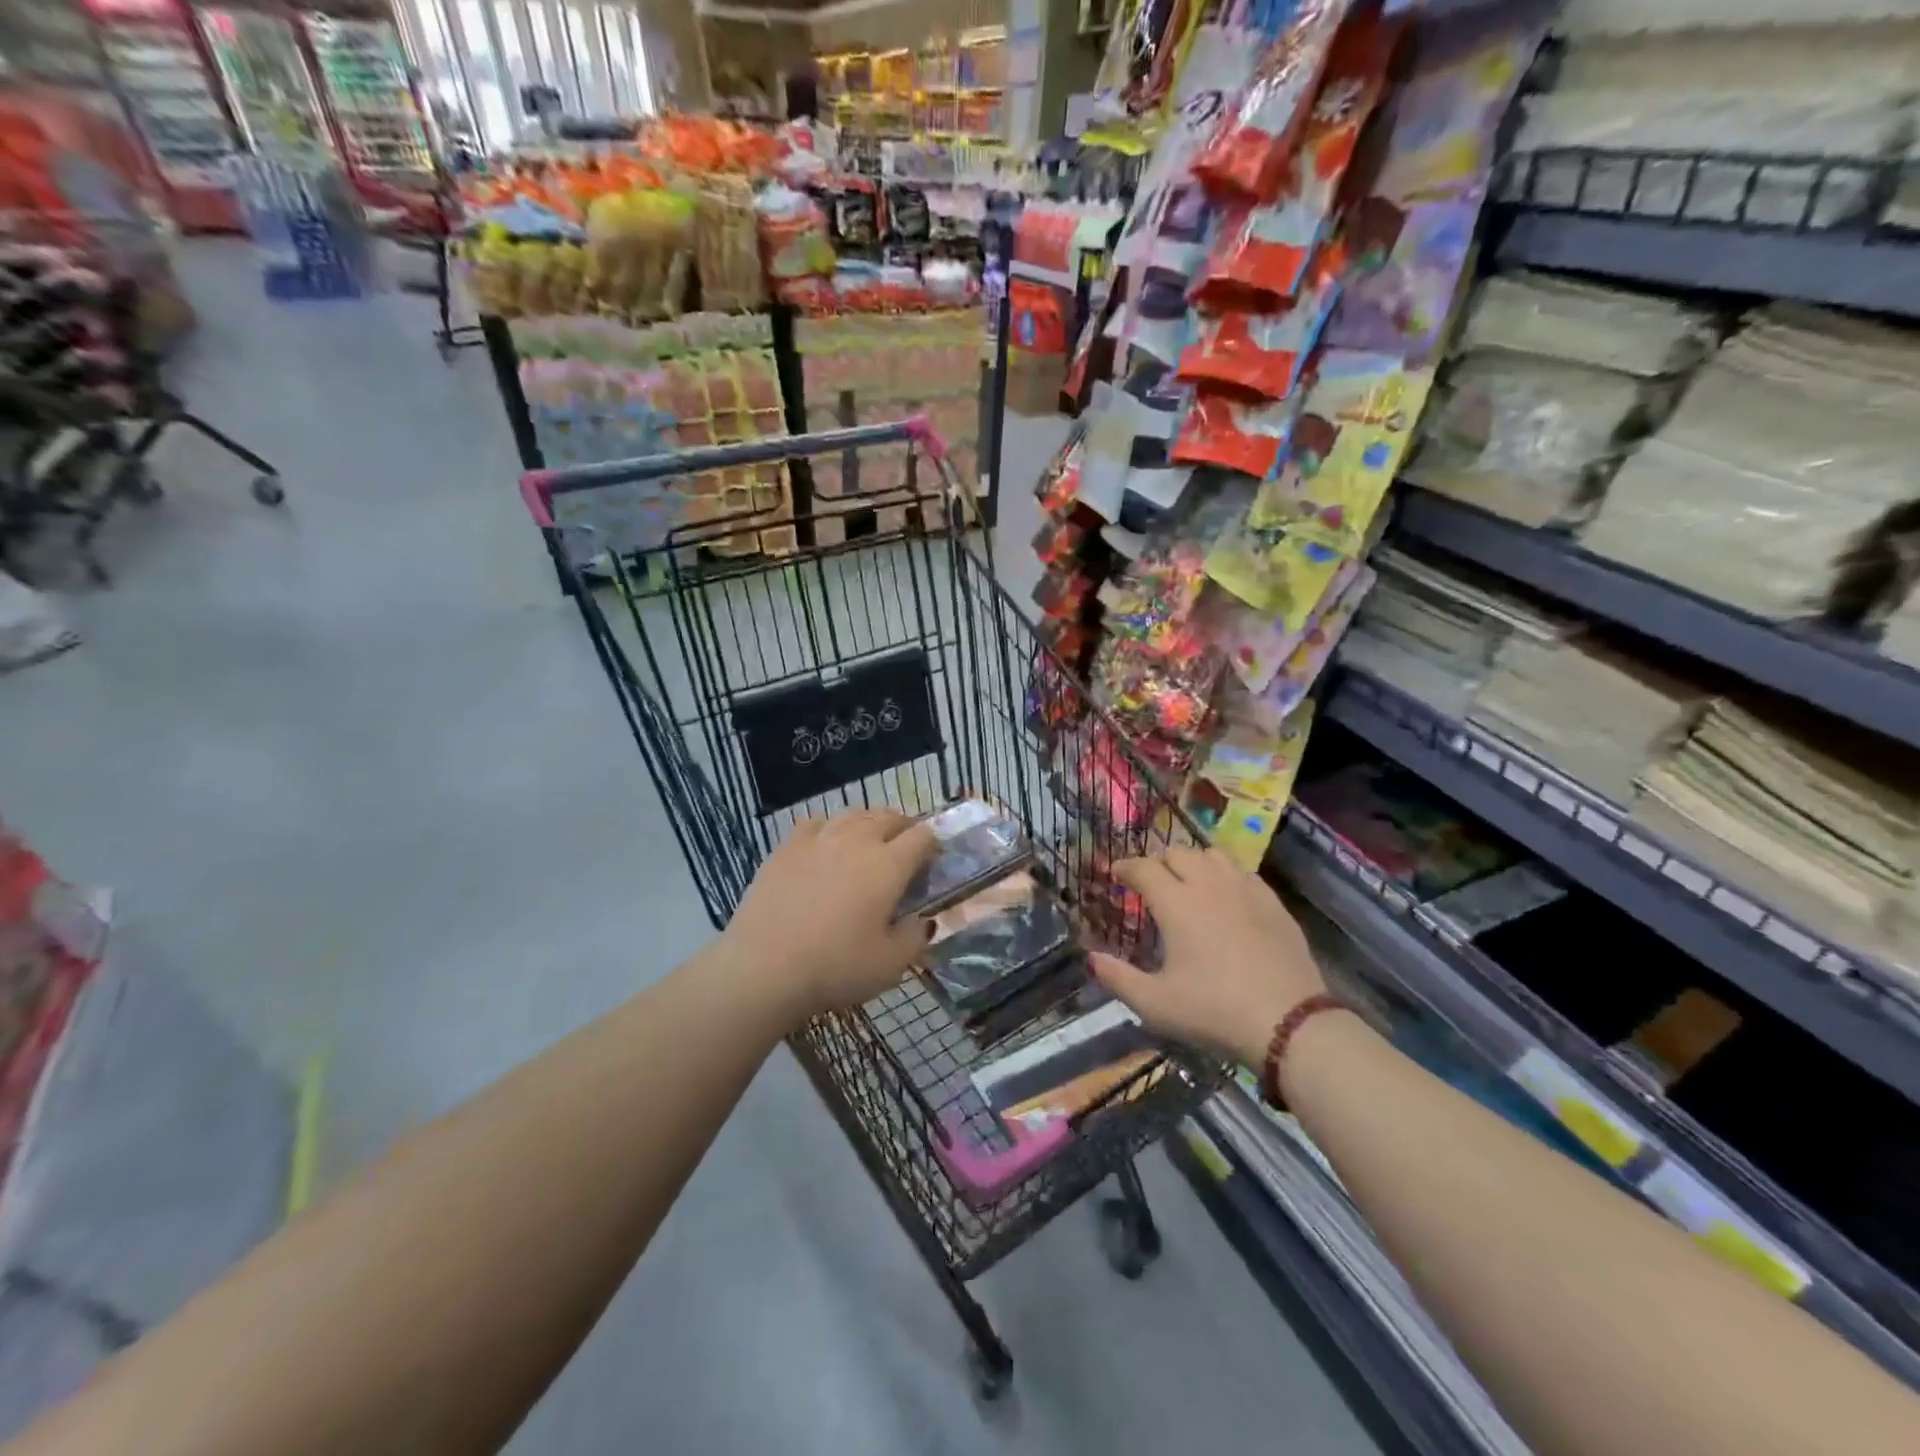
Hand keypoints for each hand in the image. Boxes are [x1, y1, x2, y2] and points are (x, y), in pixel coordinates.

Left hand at [723, 809, 936, 1022]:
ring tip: (867, 845)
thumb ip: (916, 937)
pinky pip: (816, 823)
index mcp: (888, 865)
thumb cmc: (835, 967)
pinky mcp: (786, 847)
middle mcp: (856, 840)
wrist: (764, 969)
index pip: (922, 837)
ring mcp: (818, 839)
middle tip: (903, 853)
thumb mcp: (891, 965)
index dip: (933, 846)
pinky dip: (829, 829)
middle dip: (903, 829)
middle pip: (889, 816)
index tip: (931, 865)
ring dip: (868, 824)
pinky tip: (825, 846)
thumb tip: (922, 921)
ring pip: (853, 814)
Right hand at [1090, 846, 1326, 1067]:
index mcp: (1176, 903)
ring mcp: (1245, 890)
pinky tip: (1227, 896)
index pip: (1143, 867)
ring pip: (1213, 855)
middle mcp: (1208, 885)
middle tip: (1151, 882)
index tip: (1115, 874)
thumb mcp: (1155, 1004)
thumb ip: (1118, 978)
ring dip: (1194, 862)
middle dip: (1159, 862)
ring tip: (1189, 882)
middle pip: (1178, 853)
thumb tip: (1091, 958)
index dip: (1125, 867)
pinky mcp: (1273, 903)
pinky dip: (1226, 875)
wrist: (1289, 1023)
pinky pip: (1244, 872)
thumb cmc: (1213, 1011)